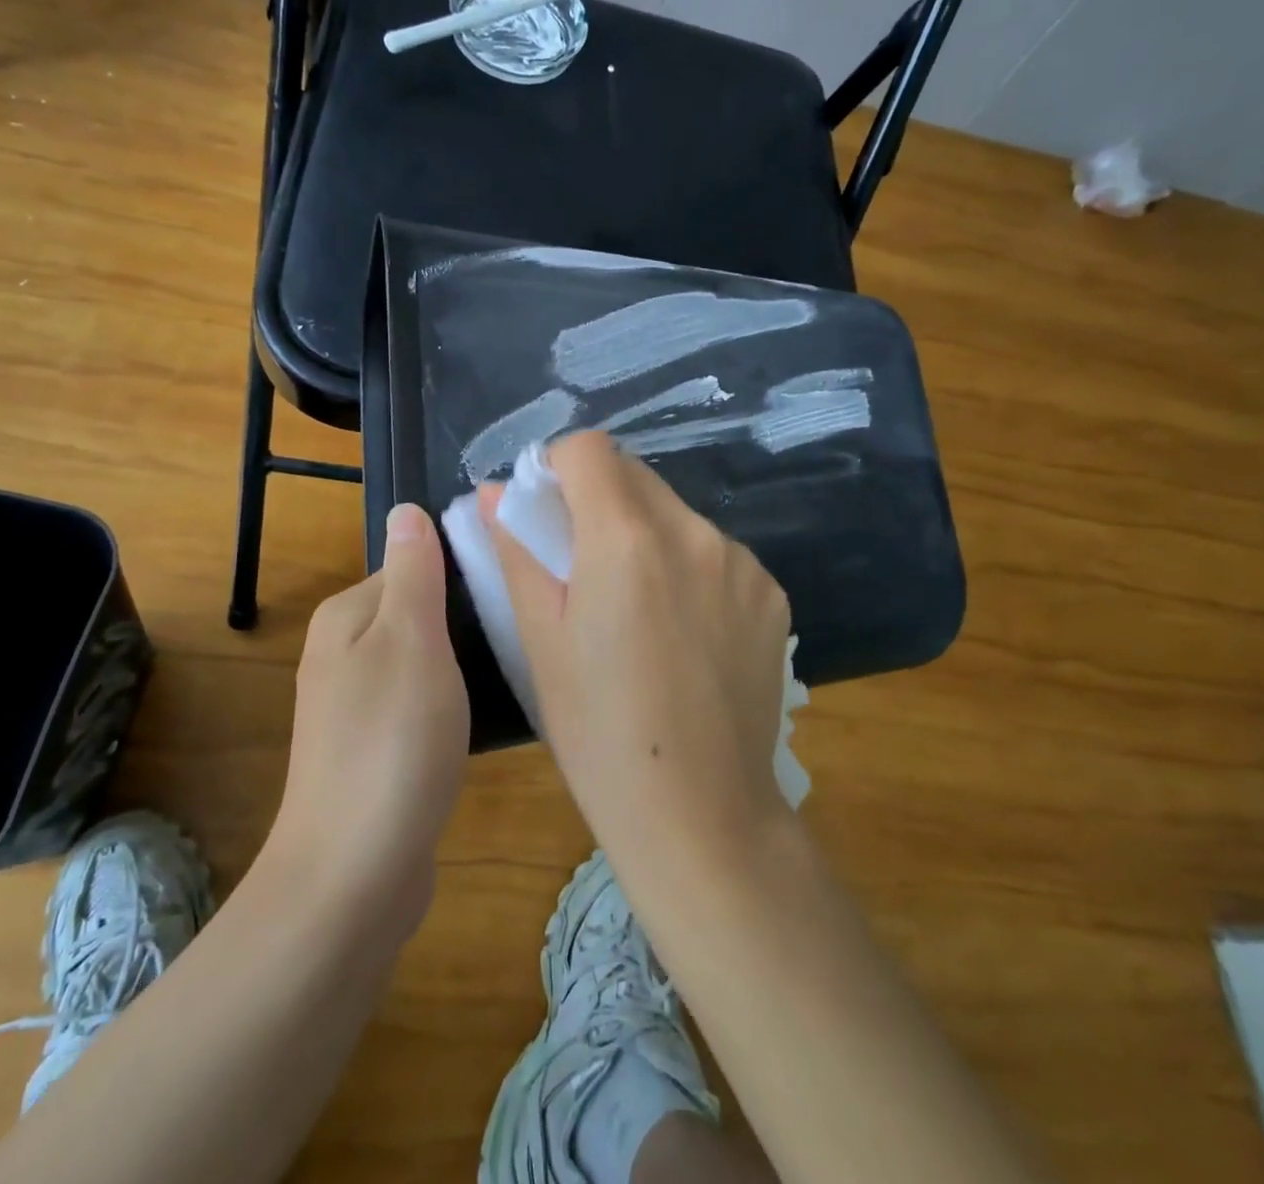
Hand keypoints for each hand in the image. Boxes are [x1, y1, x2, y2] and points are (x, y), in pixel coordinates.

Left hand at [269, 504, 469, 937]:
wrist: (355, 875)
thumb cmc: (391, 741)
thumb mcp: (410, 638)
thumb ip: (412, 572)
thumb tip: (406, 510)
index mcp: (346, 617)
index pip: (411, 565)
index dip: (460, 572)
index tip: (511, 586)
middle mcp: (342, 654)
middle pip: (416, 612)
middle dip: (463, 619)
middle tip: (519, 630)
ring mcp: (354, 707)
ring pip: (422, 660)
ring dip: (461, 663)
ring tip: (512, 669)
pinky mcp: (373, 752)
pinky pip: (419, 705)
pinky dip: (450, 705)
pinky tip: (482, 720)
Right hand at [480, 431, 790, 859]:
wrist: (701, 814)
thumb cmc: (598, 731)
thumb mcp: (540, 639)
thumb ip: (517, 551)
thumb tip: (493, 495)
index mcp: (627, 540)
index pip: (589, 449)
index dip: (557, 466)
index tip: (545, 509)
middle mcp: (693, 533)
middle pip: (634, 475)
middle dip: (598, 498)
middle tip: (580, 561)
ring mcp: (741, 562)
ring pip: (675, 513)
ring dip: (644, 532)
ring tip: (634, 605)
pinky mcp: (771, 594)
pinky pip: (714, 552)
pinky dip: (687, 566)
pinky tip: (681, 630)